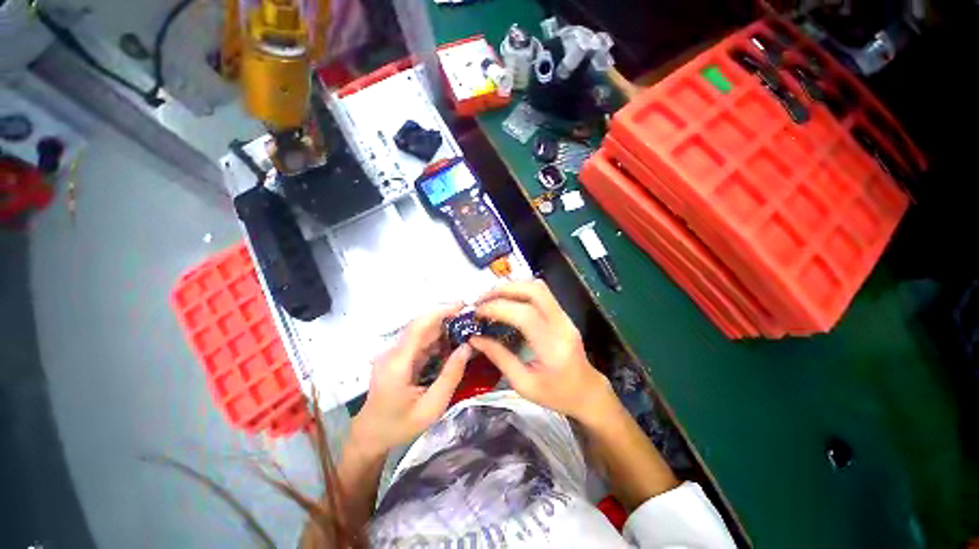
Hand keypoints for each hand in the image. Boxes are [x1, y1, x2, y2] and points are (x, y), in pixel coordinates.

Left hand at [353, 303, 472, 454]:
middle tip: (472, 318)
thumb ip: (450, 376)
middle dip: (447, 317)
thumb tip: (467, 347)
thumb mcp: (431, 407)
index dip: (441, 311)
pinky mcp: (398, 356)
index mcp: (398, 362)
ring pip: (422, 331)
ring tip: (467, 329)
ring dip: (444, 327)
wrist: (370, 435)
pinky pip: (421, 341)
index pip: (419, 326)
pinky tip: (453, 343)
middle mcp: (393, 351)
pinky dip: (438, 339)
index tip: (463, 305)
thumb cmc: (400, 425)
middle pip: (422, 324)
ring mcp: (394, 353)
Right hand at [469, 280, 613, 421]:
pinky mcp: (563, 314)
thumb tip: (475, 339)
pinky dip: (520, 290)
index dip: (498, 308)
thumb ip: (499, 358)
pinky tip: (506, 299)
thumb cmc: (556, 395)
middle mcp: (562, 325)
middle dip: (504, 290)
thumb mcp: (523, 384)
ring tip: (491, 297)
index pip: (525, 315)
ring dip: (512, 287)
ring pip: (539, 287)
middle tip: (482, 299)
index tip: (477, 312)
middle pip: (534, 291)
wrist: (587, 391)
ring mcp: (565, 317)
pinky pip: (541, 293)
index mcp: (553, 348)